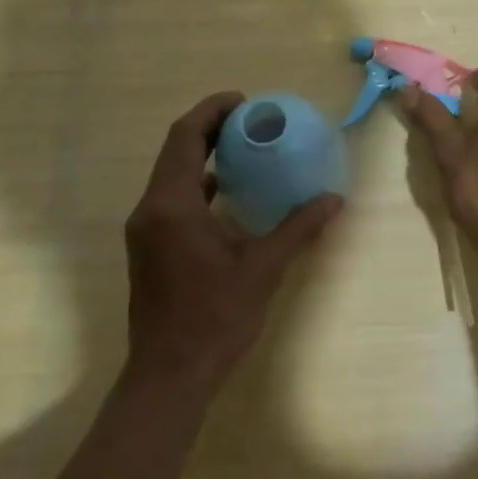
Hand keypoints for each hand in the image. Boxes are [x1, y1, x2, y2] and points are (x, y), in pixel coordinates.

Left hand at [124, 92, 342, 390]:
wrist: (168, 377)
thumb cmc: (214, 319)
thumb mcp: (263, 270)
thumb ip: (298, 229)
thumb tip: (334, 199)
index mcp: (172, 206)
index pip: (184, 137)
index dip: (212, 111)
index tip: (245, 101)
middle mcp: (150, 210)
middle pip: (175, 150)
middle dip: (209, 127)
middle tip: (250, 118)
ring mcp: (144, 230)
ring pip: (170, 174)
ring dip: (201, 154)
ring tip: (242, 147)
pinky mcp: (148, 247)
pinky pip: (170, 197)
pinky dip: (196, 183)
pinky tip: (226, 192)